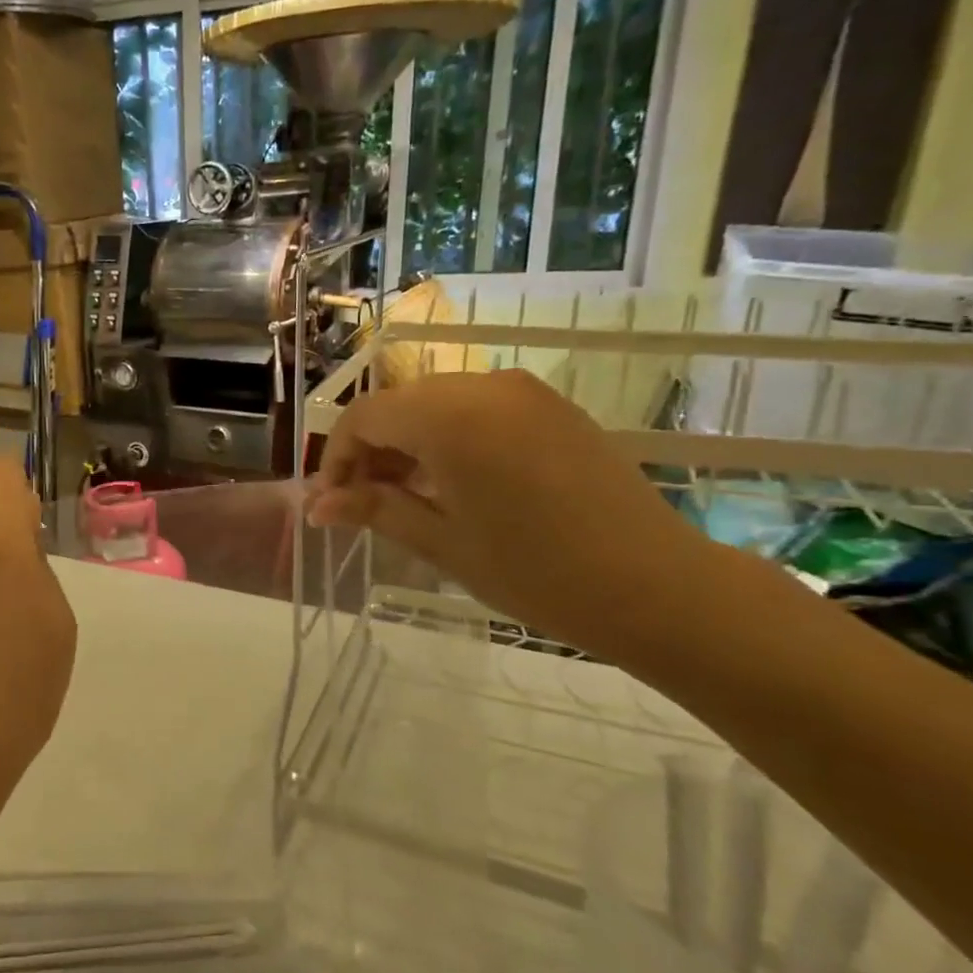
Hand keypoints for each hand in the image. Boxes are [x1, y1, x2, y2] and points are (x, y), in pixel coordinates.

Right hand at [308, 369, 719, 663]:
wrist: (656, 585)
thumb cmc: (535, 571)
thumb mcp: (441, 541)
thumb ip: (374, 509)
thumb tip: (316, 505)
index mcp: (449, 416)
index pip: (364, 417)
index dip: (337, 459)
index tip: (331, 504)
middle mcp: (484, 386)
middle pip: (398, 405)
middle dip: (370, 451)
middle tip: (362, 505)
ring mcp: (523, 392)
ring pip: (436, 404)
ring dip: (408, 444)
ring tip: (405, 498)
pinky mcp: (551, 406)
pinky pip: (477, 408)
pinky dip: (448, 437)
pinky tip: (454, 483)